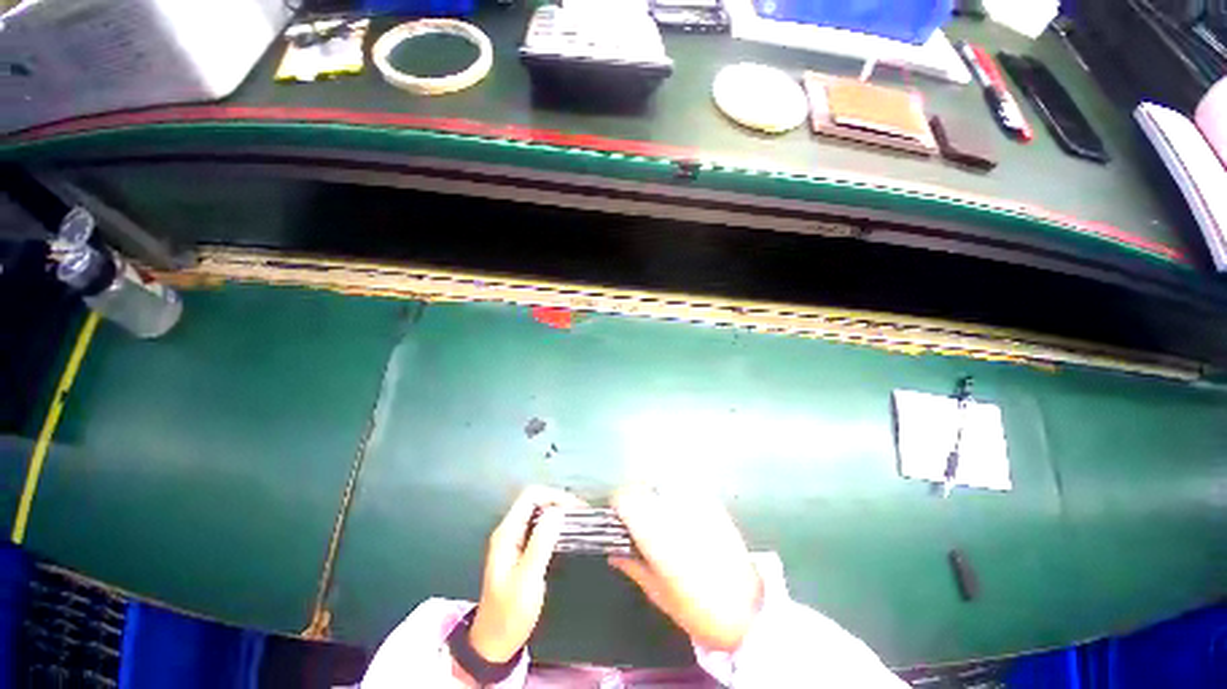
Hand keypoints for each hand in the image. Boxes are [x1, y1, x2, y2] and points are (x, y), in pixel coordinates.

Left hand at [468, 486, 585, 663]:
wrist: (494, 643)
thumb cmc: (510, 613)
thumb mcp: (527, 579)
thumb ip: (540, 543)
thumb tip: (557, 512)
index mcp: (507, 533)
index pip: (531, 496)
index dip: (555, 496)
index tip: (576, 509)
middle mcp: (509, 531)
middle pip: (536, 501)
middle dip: (559, 502)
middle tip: (582, 515)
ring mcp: (515, 540)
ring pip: (539, 513)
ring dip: (559, 513)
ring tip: (579, 522)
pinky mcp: (521, 550)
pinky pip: (540, 527)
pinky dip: (555, 525)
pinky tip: (568, 534)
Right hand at [608, 486, 762, 651]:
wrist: (749, 613)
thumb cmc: (697, 610)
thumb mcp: (657, 592)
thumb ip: (632, 565)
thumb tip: (612, 551)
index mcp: (655, 530)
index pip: (624, 497)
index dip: (617, 506)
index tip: (618, 519)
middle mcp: (673, 509)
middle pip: (642, 486)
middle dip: (636, 501)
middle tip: (638, 523)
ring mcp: (696, 502)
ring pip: (663, 484)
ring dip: (655, 497)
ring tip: (662, 520)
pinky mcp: (713, 504)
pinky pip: (685, 490)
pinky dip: (676, 498)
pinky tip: (683, 520)